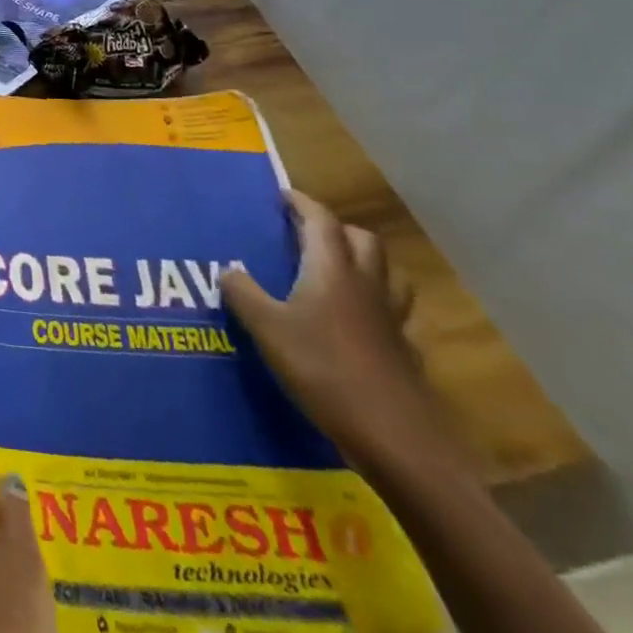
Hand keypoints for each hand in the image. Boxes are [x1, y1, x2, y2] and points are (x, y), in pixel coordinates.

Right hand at [221, 189, 455, 472]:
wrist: (395, 437)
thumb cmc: (323, 369)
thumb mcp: (267, 328)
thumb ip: (243, 294)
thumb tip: (228, 270)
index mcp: (332, 269)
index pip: (321, 220)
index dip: (302, 203)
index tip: (282, 195)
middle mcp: (366, 284)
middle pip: (362, 239)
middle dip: (336, 228)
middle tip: (306, 232)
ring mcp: (391, 319)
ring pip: (386, 273)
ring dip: (363, 261)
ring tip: (337, 269)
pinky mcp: (404, 351)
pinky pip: (392, 311)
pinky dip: (375, 303)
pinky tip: (356, 322)